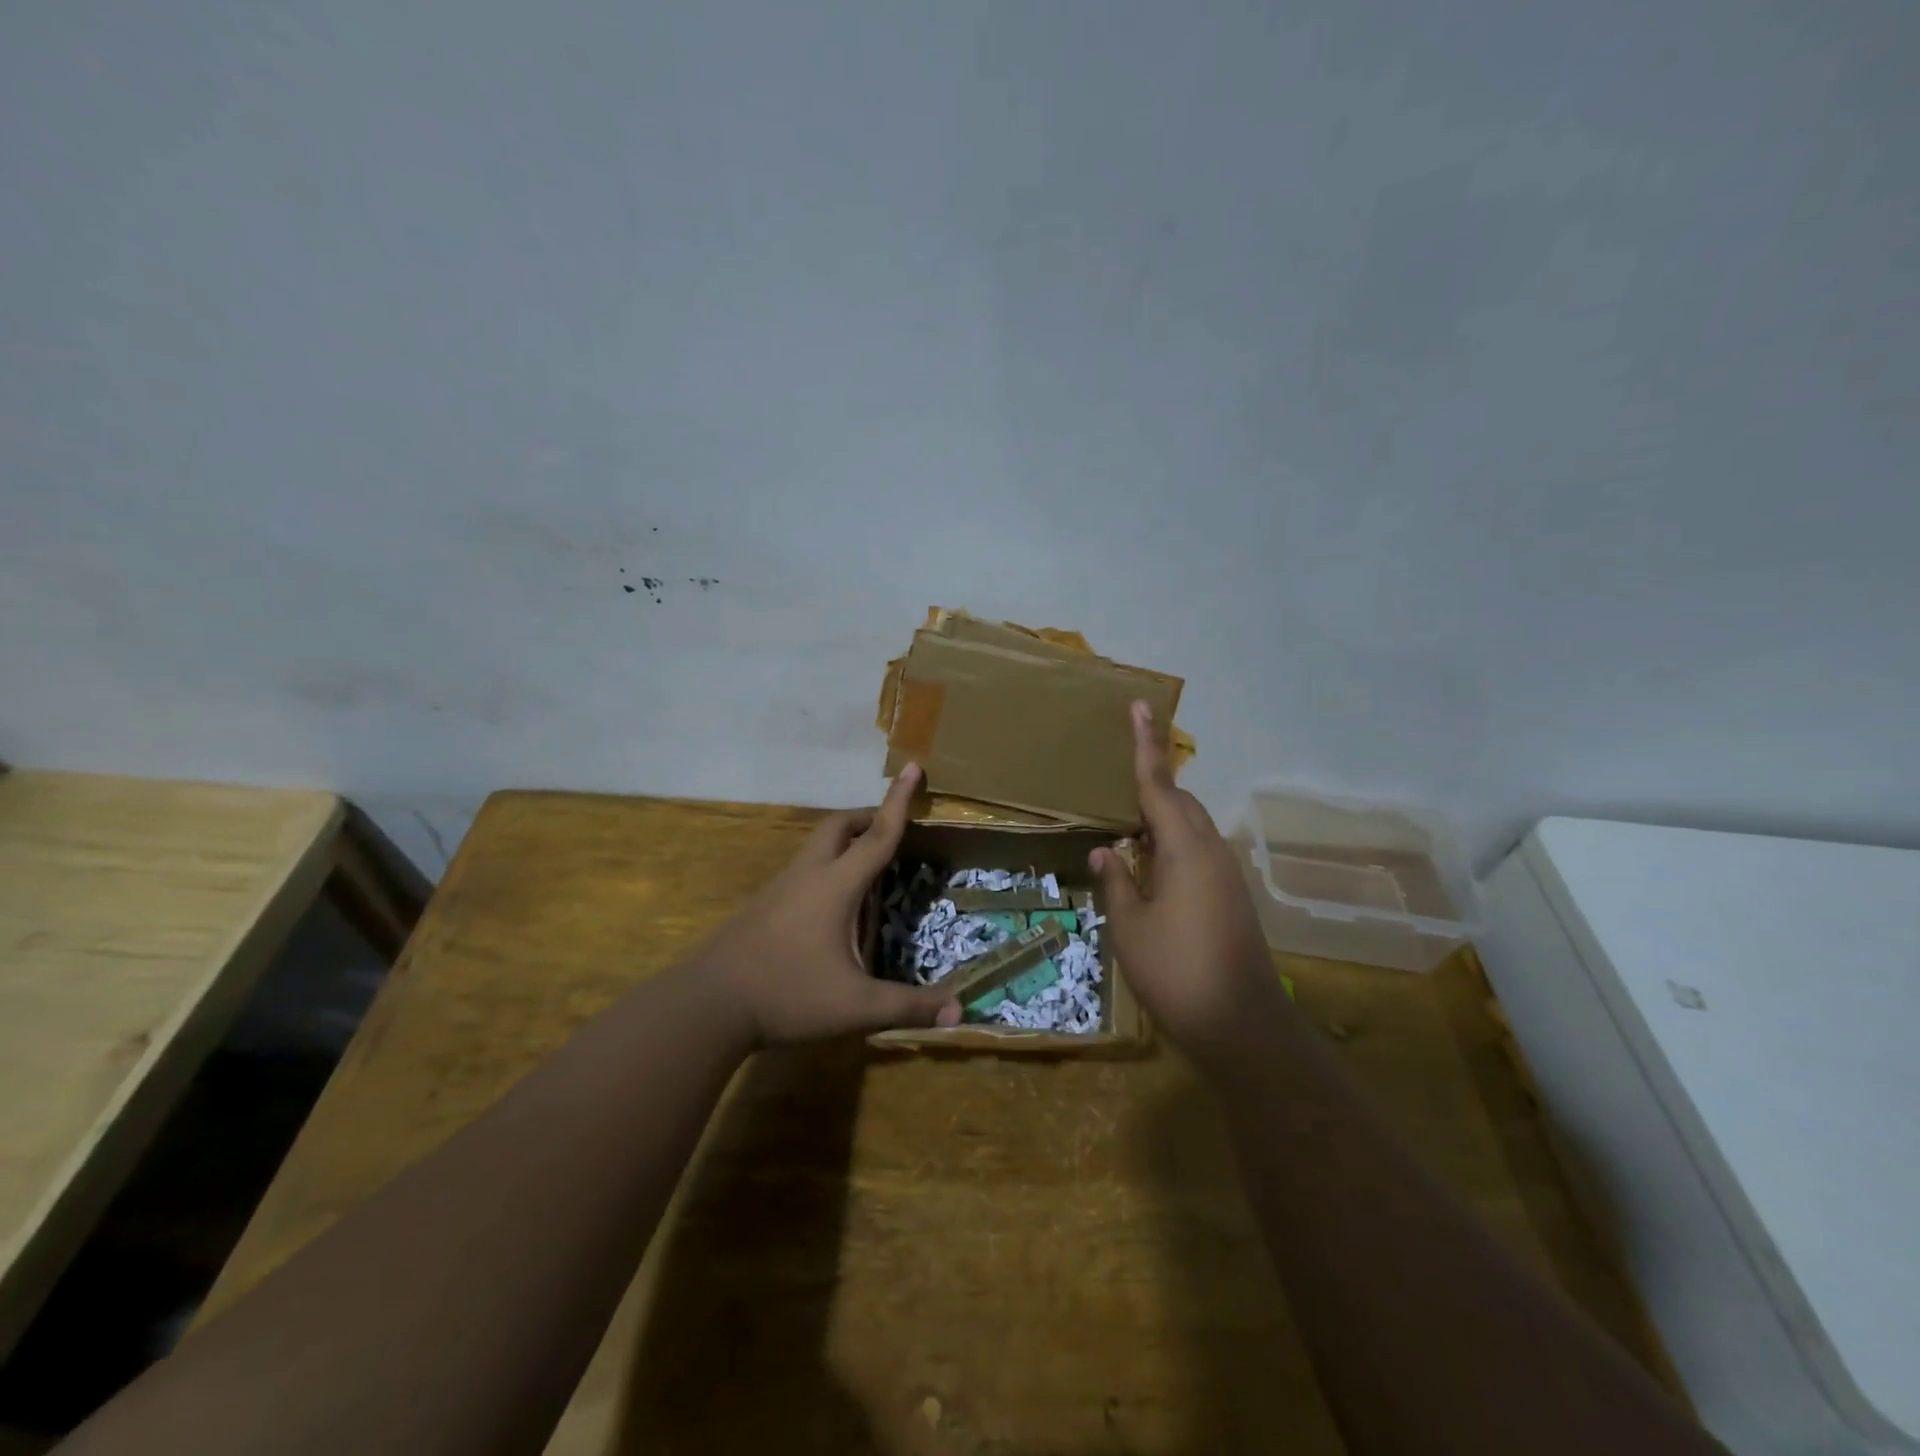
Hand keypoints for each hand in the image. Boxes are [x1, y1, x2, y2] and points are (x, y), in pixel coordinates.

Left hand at [697, 764, 961, 1044]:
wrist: (707, 1005)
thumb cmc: (787, 995)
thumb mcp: (855, 1006)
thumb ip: (907, 1007)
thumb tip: (959, 1013)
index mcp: (836, 885)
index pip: (878, 834)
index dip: (899, 801)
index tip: (911, 766)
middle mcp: (807, 875)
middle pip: (839, 827)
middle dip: (868, 818)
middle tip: (891, 831)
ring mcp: (780, 888)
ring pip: (817, 847)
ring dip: (845, 844)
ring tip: (868, 872)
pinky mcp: (763, 905)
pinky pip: (802, 871)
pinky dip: (826, 870)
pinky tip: (831, 911)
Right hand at [1090, 702, 1292, 1068]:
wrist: (1242, 1026)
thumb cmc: (1177, 971)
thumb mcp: (1130, 927)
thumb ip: (1117, 883)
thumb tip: (1108, 852)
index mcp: (1185, 849)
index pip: (1159, 784)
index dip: (1145, 744)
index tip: (1140, 706)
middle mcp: (1211, 852)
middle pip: (1179, 803)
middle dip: (1151, 786)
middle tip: (1115, 785)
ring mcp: (1225, 876)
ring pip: (1189, 830)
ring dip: (1159, 821)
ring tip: (1125, 830)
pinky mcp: (1230, 898)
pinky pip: (1196, 854)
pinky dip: (1170, 848)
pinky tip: (1148, 871)